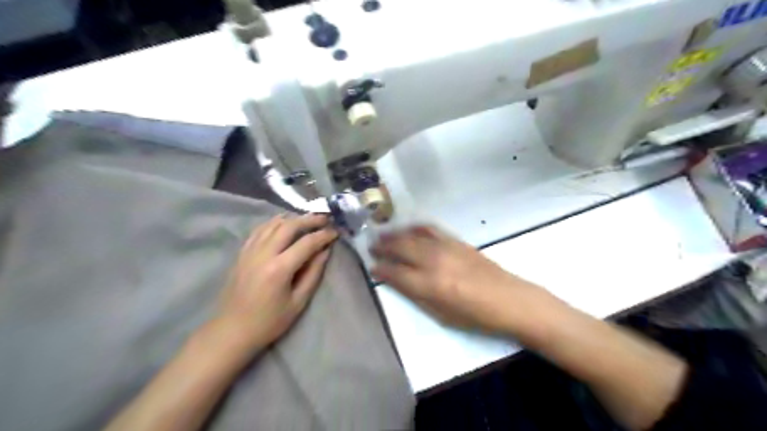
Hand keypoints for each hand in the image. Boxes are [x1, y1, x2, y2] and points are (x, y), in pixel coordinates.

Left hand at [215, 214, 335, 352]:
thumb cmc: (269, 321)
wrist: (232, 330)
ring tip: (307, 218)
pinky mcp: (242, 253)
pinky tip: (282, 223)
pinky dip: (273, 223)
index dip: (324, 235)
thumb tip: (325, 251)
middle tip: (324, 218)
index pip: (307, 243)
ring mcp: (250, 251)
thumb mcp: (298, 302)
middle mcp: (263, 254)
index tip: (336, 232)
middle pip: (289, 226)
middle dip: (309, 220)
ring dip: (292, 218)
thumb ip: (313, 273)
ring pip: (272, 224)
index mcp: (279, 269)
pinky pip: (259, 230)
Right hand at [369, 225, 538, 333]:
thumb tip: (395, 280)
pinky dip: (415, 227)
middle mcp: (434, 261)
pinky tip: (408, 229)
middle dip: (383, 246)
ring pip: (413, 235)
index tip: (371, 266)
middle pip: (401, 248)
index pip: (395, 272)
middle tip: (371, 246)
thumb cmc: (474, 315)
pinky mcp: (456, 240)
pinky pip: (430, 229)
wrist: (508, 299)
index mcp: (429, 284)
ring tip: (383, 234)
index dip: (381, 269)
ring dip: (395, 234)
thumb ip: (415, 295)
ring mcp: (446, 247)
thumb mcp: (441, 314)